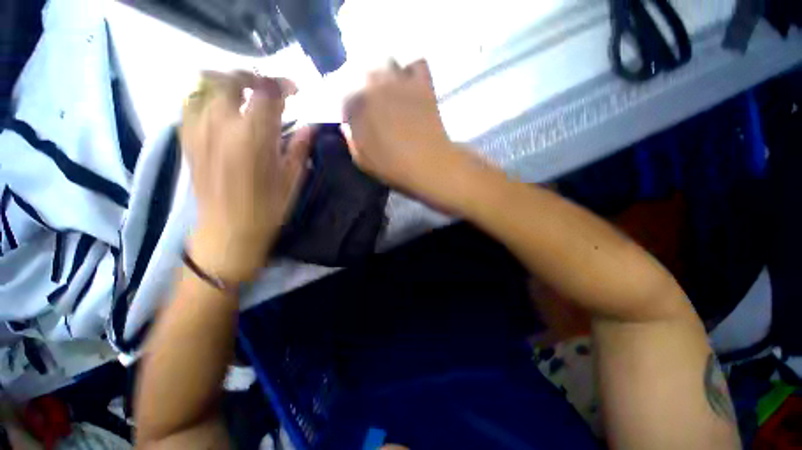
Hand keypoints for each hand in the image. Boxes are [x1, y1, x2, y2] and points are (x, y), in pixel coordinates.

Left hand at [181, 72, 312, 281]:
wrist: (227, 231)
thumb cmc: (268, 209)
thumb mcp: (293, 179)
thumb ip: (300, 147)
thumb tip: (310, 126)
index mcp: (253, 137)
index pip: (267, 92)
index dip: (282, 85)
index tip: (295, 91)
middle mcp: (221, 125)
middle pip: (231, 79)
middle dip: (254, 78)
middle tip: (269, 90)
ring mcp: (198, 130)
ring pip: (206, 86)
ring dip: (230, 84)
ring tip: (246, 96)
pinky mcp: (187, 139)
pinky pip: (191, 103)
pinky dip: (208, 97)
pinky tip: (223, 110)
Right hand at [343, 60, 497, 210]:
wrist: (428, 164)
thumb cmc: (393, 167)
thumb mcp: (363, 160)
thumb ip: (351, 138)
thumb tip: (349, 124)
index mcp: (355, 102)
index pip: (339, 87)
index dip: (345, 99)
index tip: (350, 111)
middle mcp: (374, 82)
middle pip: (360, 65)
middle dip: (359, 78)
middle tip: (368, 96)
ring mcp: (400, 80)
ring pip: (386, 58)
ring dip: (383, 70)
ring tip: (388, 87)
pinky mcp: (423, 83)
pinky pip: (416, 63)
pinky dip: (411, 70)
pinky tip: (410, 83)